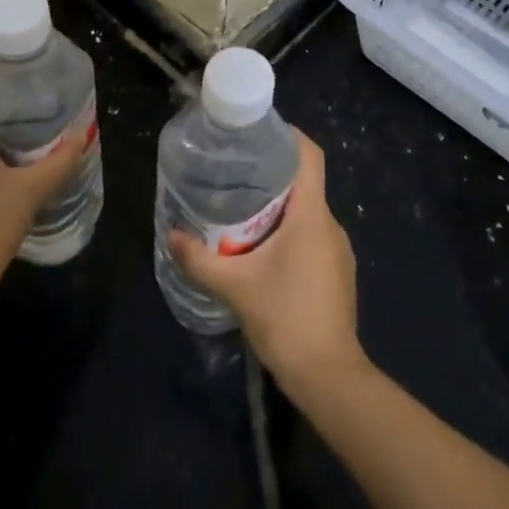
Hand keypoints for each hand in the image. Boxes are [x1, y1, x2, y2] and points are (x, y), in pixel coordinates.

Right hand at [169, 130, 365, 399]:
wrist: (329, 377)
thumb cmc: (286, 319)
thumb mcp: (235, 287)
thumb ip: (200, 259)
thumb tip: (171, 235)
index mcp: (312, 214)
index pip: (310, 155)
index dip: (289, 135)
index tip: (259, 131)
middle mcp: (330, 224)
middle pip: (304, 181)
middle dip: (272, 173)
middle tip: (235, 171)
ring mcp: (337, 250)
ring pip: (307, 211)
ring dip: (279, 205)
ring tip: (242, 208)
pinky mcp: (336, 272)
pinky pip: (312, 235)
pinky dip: (289, 231)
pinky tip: (263, 249)